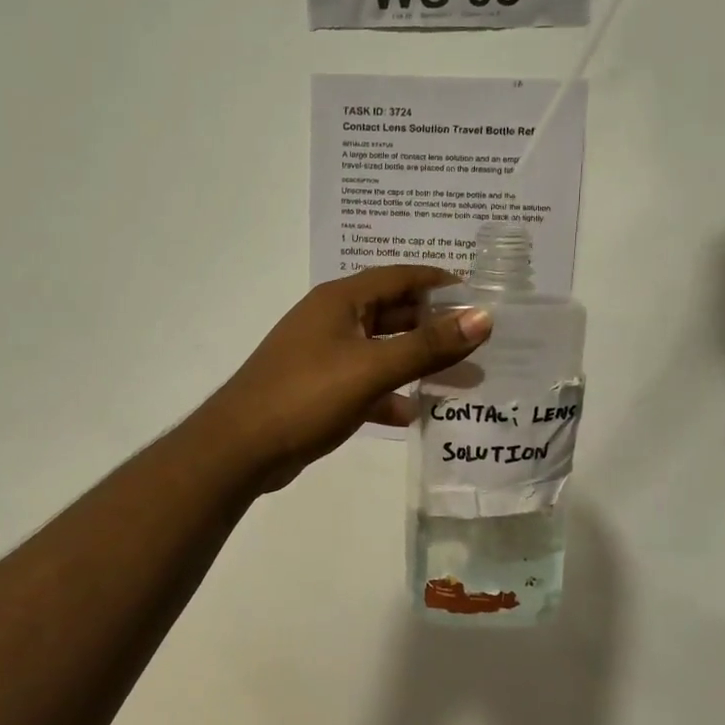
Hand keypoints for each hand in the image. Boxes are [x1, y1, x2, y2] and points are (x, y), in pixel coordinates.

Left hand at [197, 266, 491, 492]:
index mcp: (340, 300)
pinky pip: (365, 382)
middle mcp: (331, 320)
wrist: (240, 448)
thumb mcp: (372, 368)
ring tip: (462, 377)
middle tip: (479, 340)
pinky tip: (413, 414)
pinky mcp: (319, 389)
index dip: (440, 282)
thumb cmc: (306, 396)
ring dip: (417, 361)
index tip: (480, 296)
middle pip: (393, 312)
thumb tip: (483, 317)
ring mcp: (323, 355)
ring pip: (381, 350)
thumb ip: (428, 345)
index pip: (399, 276)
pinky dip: (389, 394)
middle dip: (435, 325)